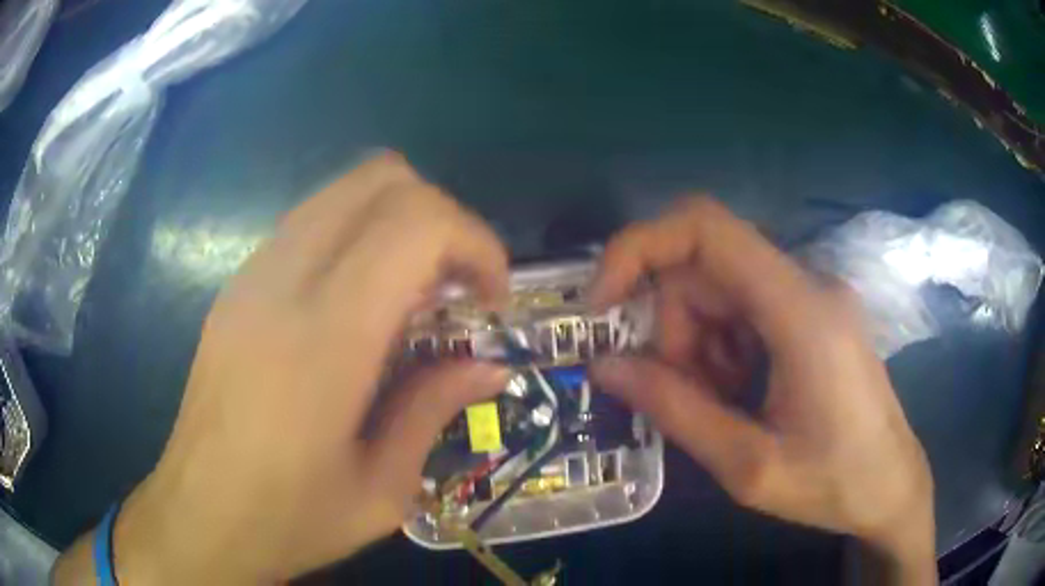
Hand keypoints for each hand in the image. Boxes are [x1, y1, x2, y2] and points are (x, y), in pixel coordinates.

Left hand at [54, 153, 511, 583]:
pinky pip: (312, 222)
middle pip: (380, 179)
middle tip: (457, 287)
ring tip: (415, 295)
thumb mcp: (382, 490)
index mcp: (324, 340)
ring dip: (398, 221)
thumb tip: (490, 366)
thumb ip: (434, 409)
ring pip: (344, 190)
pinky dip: (358, 237)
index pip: (415, 223)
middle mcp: (282, 283)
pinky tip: (362, 305)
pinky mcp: (237, 285)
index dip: (474, 242)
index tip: (491, 299)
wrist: (198, 517)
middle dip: (441, 217)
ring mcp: (251, 276)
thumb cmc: (289, 520)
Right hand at [589, 197, 935, 583]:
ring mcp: (812, 296)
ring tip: (720, 408)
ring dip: (699, 346)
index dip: (638, 247)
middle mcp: (807, 284)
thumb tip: (604, 366)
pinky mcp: (812, 314)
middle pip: (706, 270)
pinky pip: (745, 310)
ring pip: (721, 291)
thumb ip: (675, 411)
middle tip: (680, 397)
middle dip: (674, 330)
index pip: (706, 227)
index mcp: (801, 311)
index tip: (602, 305)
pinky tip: (740, 397)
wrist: (892, 487)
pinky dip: (723, 349)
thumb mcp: (748, 466)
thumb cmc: (833, 484)